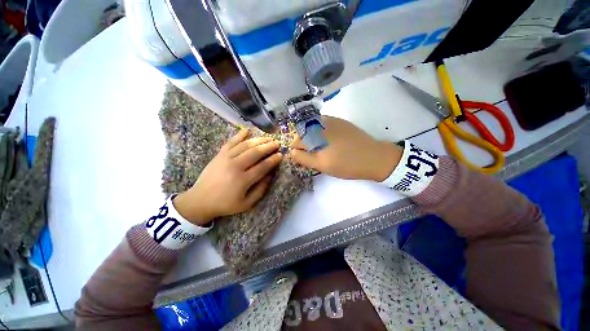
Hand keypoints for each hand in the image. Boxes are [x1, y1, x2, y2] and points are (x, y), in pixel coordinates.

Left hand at [173, 129, 281, 225]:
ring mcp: (226, 158)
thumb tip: (270, 175)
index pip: (262, 166)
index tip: (280, 155)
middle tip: (277, 143)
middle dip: (268, 147)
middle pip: (255, 153)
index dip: (273, 160)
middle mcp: (235, 166)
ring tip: (268, 138)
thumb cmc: (226, 204)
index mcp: (243, 180)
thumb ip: (261, 190)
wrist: (200, 200)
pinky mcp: (219, 155)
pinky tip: (248, 130)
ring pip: (245, 145)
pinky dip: (239, 135)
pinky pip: (231, 142)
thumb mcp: (246, 203)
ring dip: (258, 140)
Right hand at [290, 116, 401, 180]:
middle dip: (302, 143)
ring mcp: (330, 120)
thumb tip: (291, 152)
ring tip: (318, 147)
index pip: (296, 142)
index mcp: (315, 137)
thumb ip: (304, 158)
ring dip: (310, 136)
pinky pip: (321, 122)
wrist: (372, 157)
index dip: (296, 150)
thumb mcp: (323, 166)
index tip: (301, 157)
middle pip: (301, 133)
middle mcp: (319, 125)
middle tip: (311, 154)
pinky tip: (325, 139)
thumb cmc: (346, 165)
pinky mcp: (338, 120)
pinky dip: (318, 130)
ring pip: (310, 127)